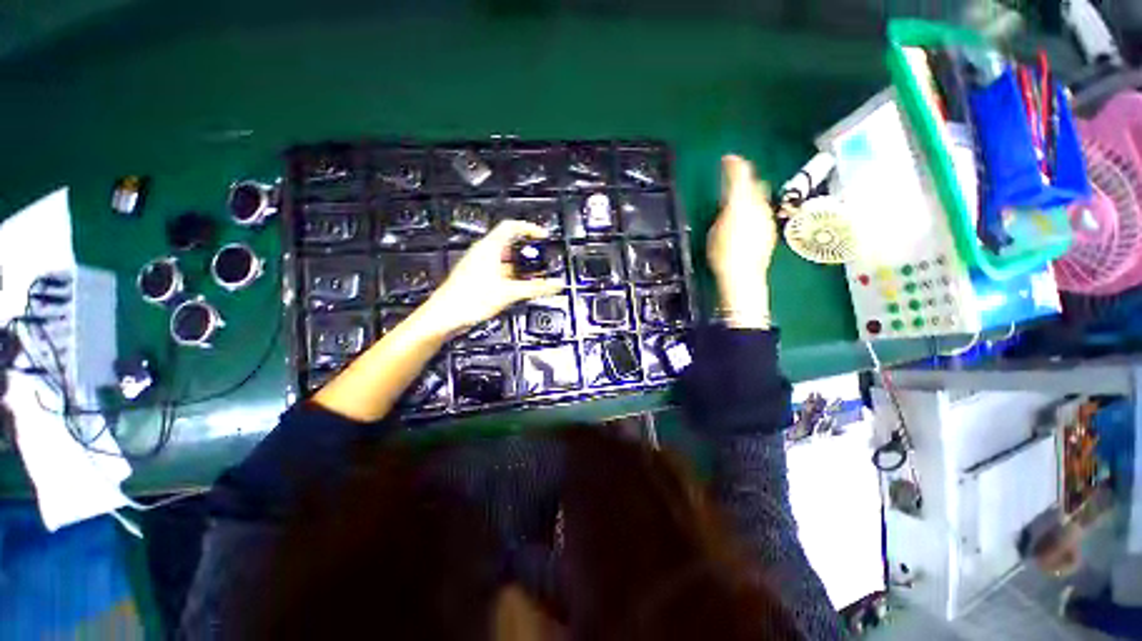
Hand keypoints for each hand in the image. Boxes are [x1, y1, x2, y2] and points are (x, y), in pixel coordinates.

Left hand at [420, 220, 563, 335]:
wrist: (445, 316)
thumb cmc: (467, 299)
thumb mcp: (509, 292)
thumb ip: (535, 288)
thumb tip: (555, 284)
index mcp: (489, 248)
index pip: (512, 227)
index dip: (530, 228)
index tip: (543, 236)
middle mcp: (483, 253)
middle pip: (510, 244)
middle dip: (528, 252)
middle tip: (541, 260)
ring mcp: (480, 266)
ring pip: (505, 260)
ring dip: (520, 267)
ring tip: (533, 277)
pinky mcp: (478, 278)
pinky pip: (500, 272)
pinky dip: (512, 277)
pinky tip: (518, 288)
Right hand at [707, 155, 777, 328]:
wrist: (743, 277)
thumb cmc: (722, 254)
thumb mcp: (715, 230)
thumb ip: (724, 213)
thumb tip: (729, 207)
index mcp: (740, 203)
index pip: (740, 175)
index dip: (734, 164)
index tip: (727, 158)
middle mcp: (758, 207)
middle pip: (755, 184)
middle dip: (745, 178)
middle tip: (733, 179)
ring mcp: (766, 219)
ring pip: (761, 198)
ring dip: (751, 195)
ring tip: (738, 202)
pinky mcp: (770, 231)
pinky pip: (762, 213)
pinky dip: (755, 210)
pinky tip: (746, 221)